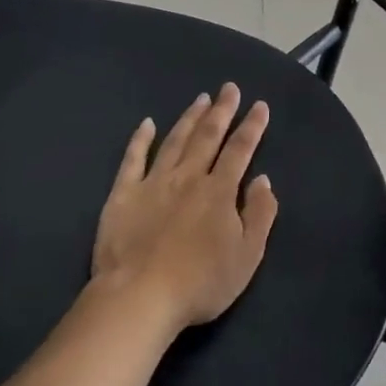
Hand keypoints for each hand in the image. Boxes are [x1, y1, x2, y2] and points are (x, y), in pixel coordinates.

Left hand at [92, 83, 278, 332]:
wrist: (140, 297)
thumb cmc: (201, 282)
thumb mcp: (247, 256)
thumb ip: (260, 214)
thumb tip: (263, 180)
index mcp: (219, 191)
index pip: (240, 150)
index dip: (252, 126)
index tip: (259, 105)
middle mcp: (188, 177)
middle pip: (208, 137)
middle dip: (222, 110)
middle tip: (229, 88)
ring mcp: (153, 183)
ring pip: (175, 142)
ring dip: (189, 118)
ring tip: (200, 99)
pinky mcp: (123, 195)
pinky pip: (132, 160)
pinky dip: (140, 140)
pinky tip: (147, 124)